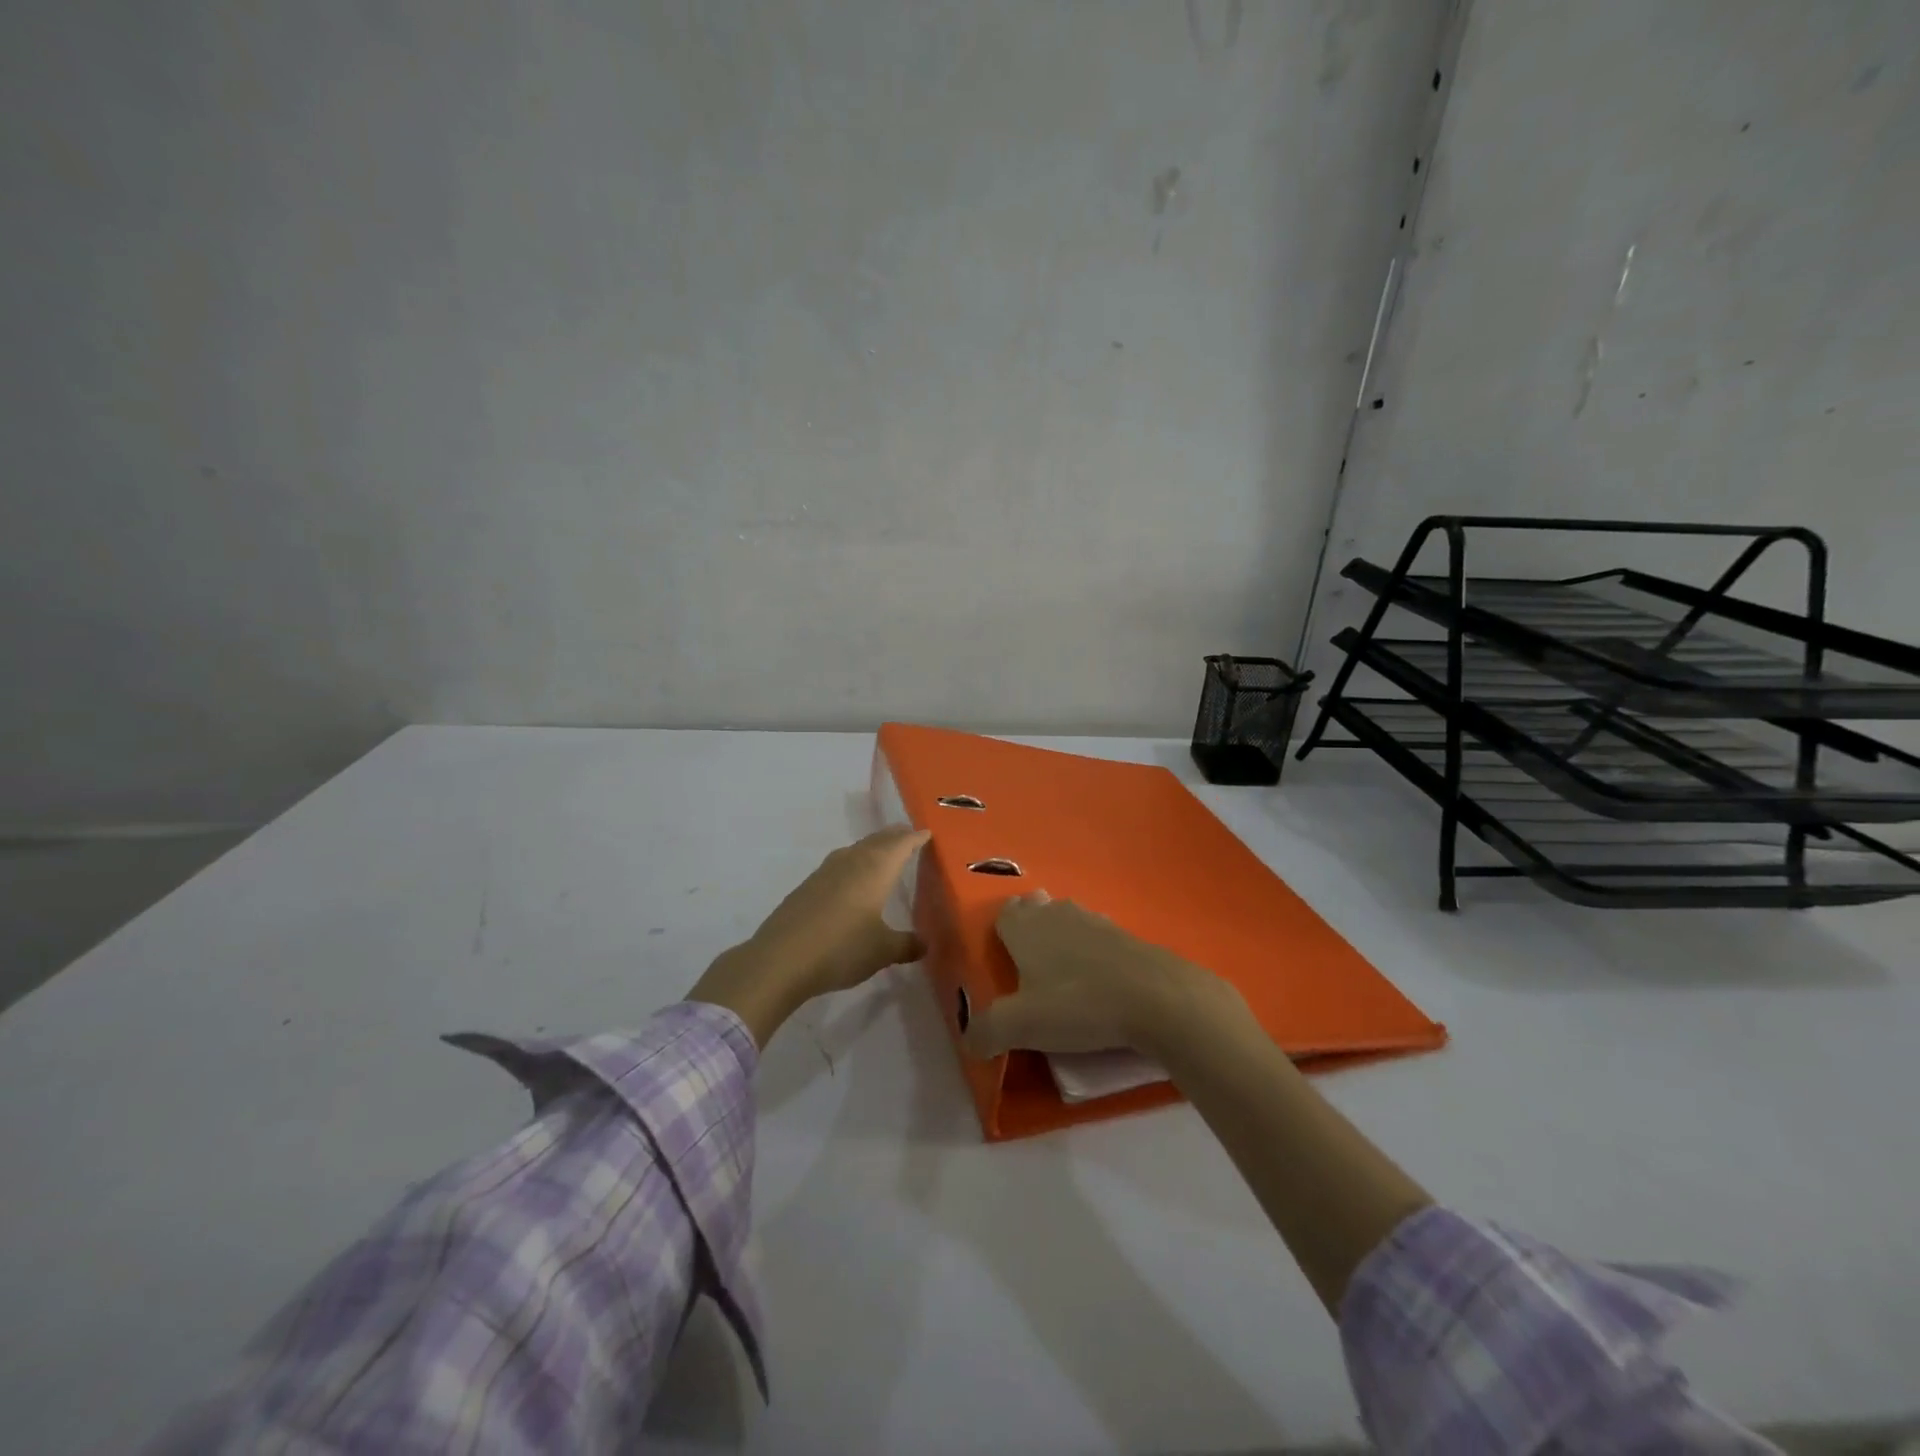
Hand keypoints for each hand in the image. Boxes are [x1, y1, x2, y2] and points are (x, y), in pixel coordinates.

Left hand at [687, 827, 930, 1046]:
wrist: (781, 959)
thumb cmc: (842, 948)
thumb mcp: (883, 951)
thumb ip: (907, 944)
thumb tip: (925, 943)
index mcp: (876, 868)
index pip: (901, 844)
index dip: (916, 838)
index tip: (928, 833)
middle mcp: (851, 861)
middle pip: (878, 840)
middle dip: (895, 837)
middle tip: (909, 836)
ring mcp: (825, 872)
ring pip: (856, 850)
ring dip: (872, 849)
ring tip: (882, 855)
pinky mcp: (807, 887)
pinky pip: (838, 865)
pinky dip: (852, 865)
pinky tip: (850, 882)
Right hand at [963, 891, 1243, 1059]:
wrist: (1157, 998)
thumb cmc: (1079, 1004)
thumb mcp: (1021, 1026)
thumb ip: (986, 1032)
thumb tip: (969, 1041)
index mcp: (1026, 927)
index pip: (1003, 913)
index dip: (999, 931)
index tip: (1001, 957)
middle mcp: (1057, 914)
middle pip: (1036, 908)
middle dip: (1030, 928)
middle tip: (1030, 965)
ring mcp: (1095, 921)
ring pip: (1068, 918)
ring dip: (1062, 937)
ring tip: (1062, 971)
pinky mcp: (1127, 936)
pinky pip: (1098, 937)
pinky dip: (1093, 952)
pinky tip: (1098, 978)